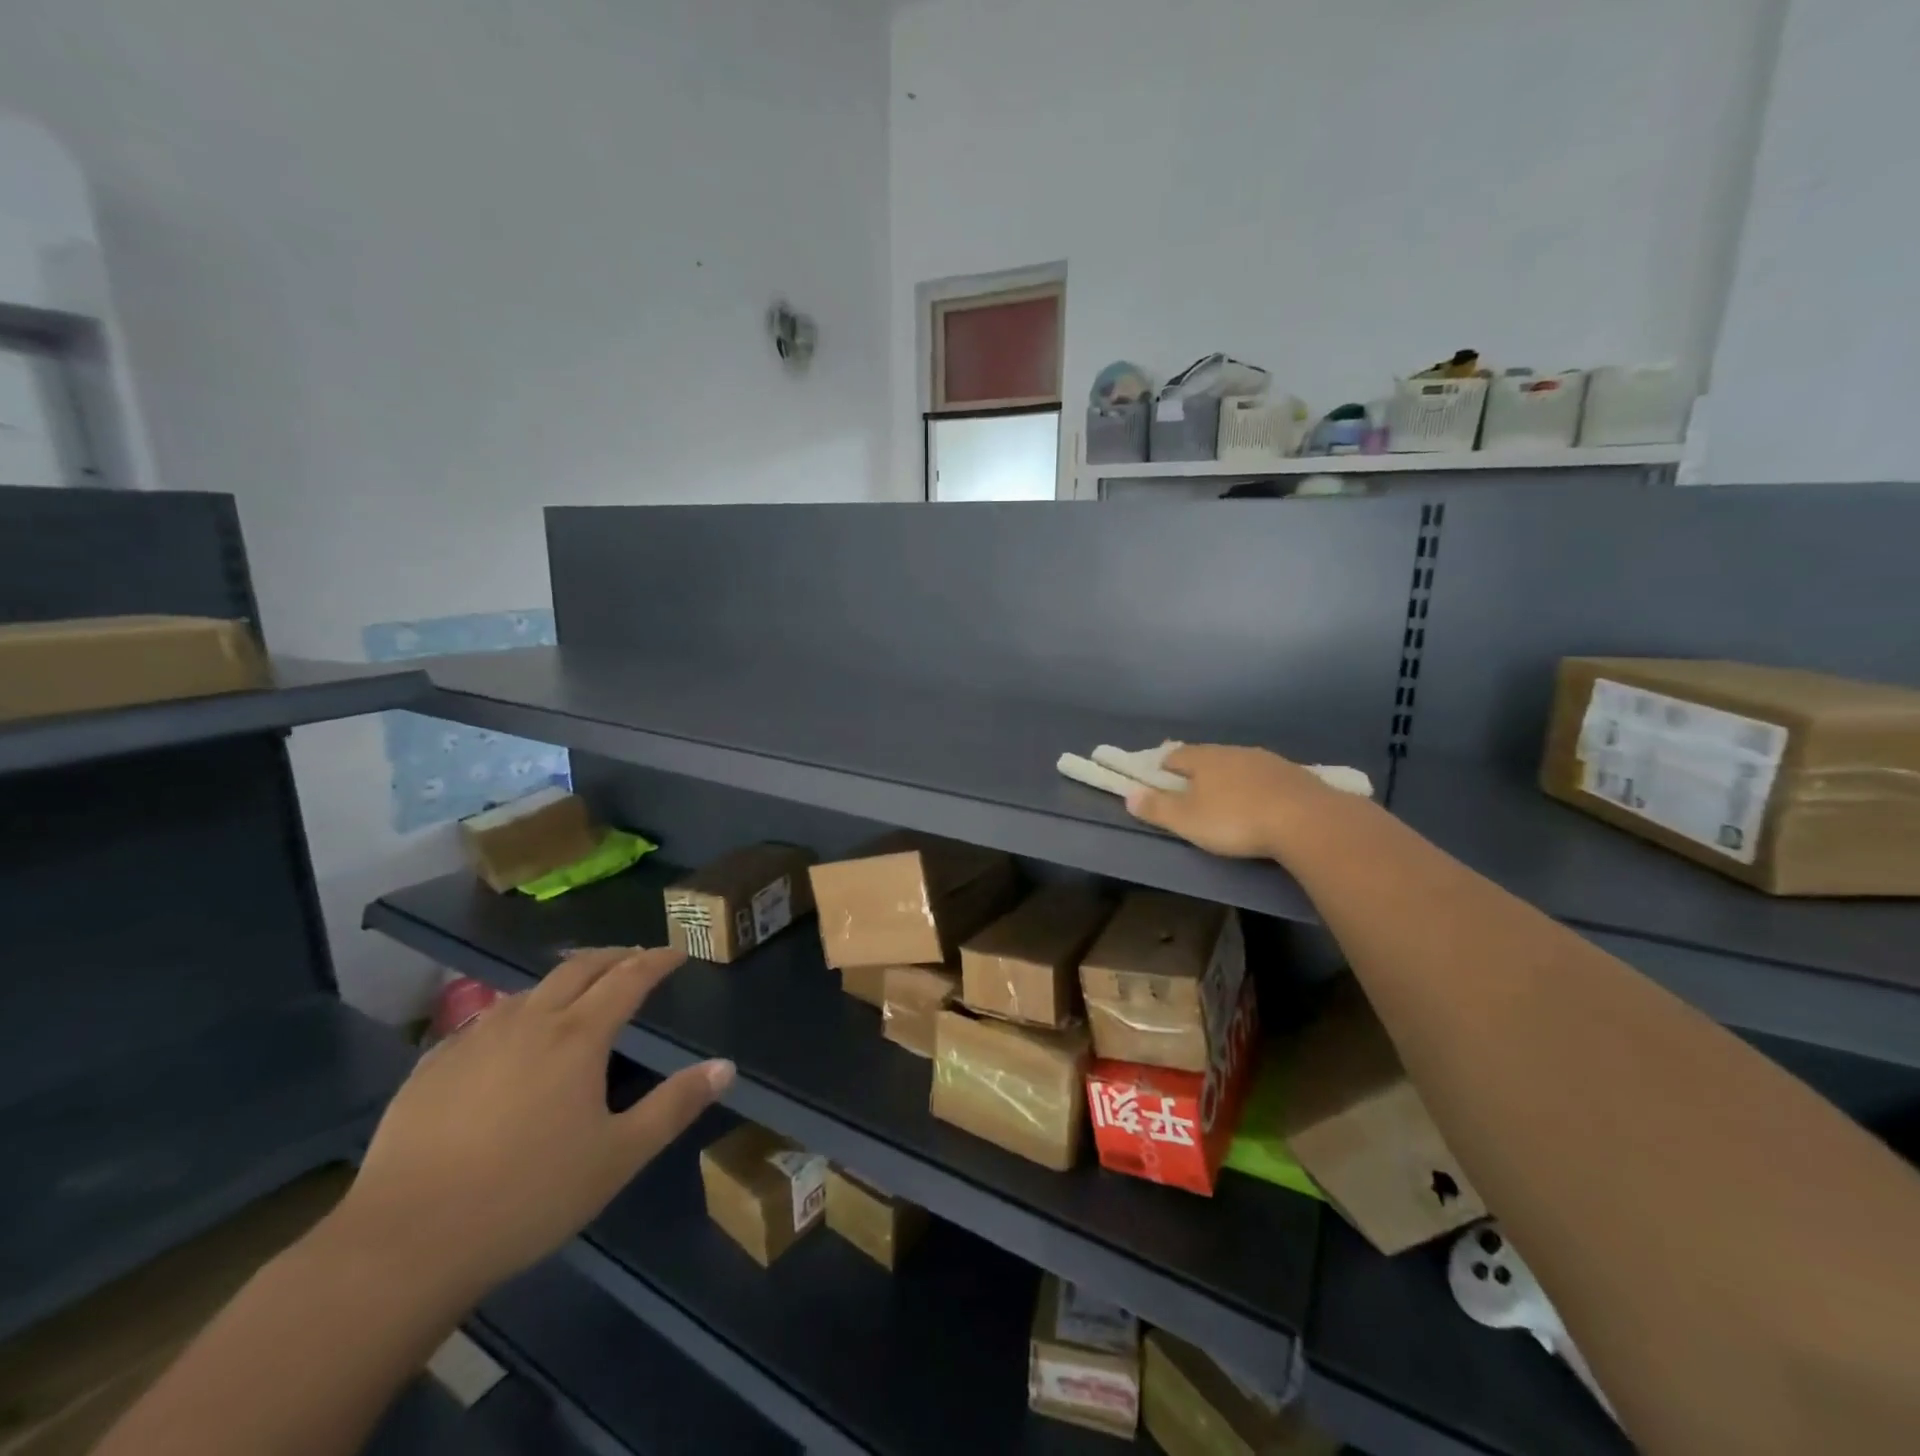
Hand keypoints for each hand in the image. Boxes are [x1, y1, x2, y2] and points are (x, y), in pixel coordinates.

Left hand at [334, 948, 731, 1298]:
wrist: (404, 1243)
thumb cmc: (528, 1196)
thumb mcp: (619, 1157)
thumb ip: (675, 1106)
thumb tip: (726, 1066)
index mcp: (578, 1036)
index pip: (628, 978)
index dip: (657, 960)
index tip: (677, 952)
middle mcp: (529, 1022)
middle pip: (578, 969)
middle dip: (613, 956)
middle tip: (634, 957)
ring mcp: (474, 1040)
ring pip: (529, 989)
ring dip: (563, 979)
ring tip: (578, 988)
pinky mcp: (432, 1066)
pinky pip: (485, 1019)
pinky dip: (515, 1011)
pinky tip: (509, 1032)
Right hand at [1125, 744, 1365, 859]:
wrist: (1307, 820)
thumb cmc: (1235, 820)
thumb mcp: (1187, 820)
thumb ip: (1156, 808)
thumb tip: (1128, 794)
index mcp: (1203, 758)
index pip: (1174, 754)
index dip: (1162, 768)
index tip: (1158, 783)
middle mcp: (1233, 751)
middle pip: (1207, 757)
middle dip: (1197, 772)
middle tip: (1192, 794)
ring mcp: (1267, 760)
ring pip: (1238, 765)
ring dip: (1229, 779)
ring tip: (1227, 801)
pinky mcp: (1294, 775)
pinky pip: (1265, 777)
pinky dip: (1257, 788)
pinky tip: (1261, 805)